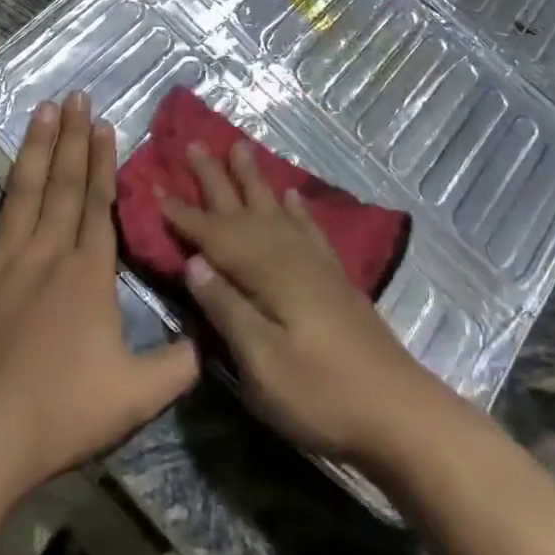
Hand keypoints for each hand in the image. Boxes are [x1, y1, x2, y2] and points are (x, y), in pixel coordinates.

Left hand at [0, 93, 198, 491]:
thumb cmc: (61, 413)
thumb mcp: (138, 395)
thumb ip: (179, 365)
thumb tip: (211, 342)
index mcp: (88, 273)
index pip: (99, 204)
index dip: (102, 162)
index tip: (104, 124)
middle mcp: (46, 253)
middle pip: (63, 185)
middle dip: (72, 138)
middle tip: (76, 95)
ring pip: (19, 192)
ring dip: (32, 149)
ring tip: (43, 110)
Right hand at [160, 142, 442, 467]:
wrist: (398, 412)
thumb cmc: (321, 395)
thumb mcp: (263, 364)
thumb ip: (228, 309)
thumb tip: (194, 261)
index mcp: (268, 274)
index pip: (215, 236)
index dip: (184, 214)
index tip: (156, 185)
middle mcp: (291, 256)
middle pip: (245, 210)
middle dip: (217, 178)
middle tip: (196, 143)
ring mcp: (317, 265)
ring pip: (276, 210)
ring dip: (255, 180)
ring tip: (241, 148)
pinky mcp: (335, 278)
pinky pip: (309, 229)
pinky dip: (297, 209)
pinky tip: (291, 195)